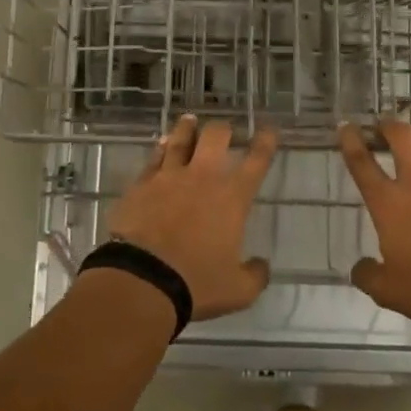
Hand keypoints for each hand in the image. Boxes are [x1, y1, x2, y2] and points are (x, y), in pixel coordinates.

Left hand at [107, 115, 276, 319]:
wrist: (142, 280)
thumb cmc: (196, 284)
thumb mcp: (238, 290)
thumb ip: (255, 275)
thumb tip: (262, 265)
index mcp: (232, 198)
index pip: (256, 161)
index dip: (265, 142)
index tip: (269, 129)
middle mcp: (203, 178)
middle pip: (216, 137)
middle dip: (224, 129)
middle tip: (226, 130)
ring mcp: (169, 177)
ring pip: (181, 139)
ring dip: (189, 128)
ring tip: (191, 120)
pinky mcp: (141, 184)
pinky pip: (154, 158)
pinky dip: (161, 148)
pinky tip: (162, 144)